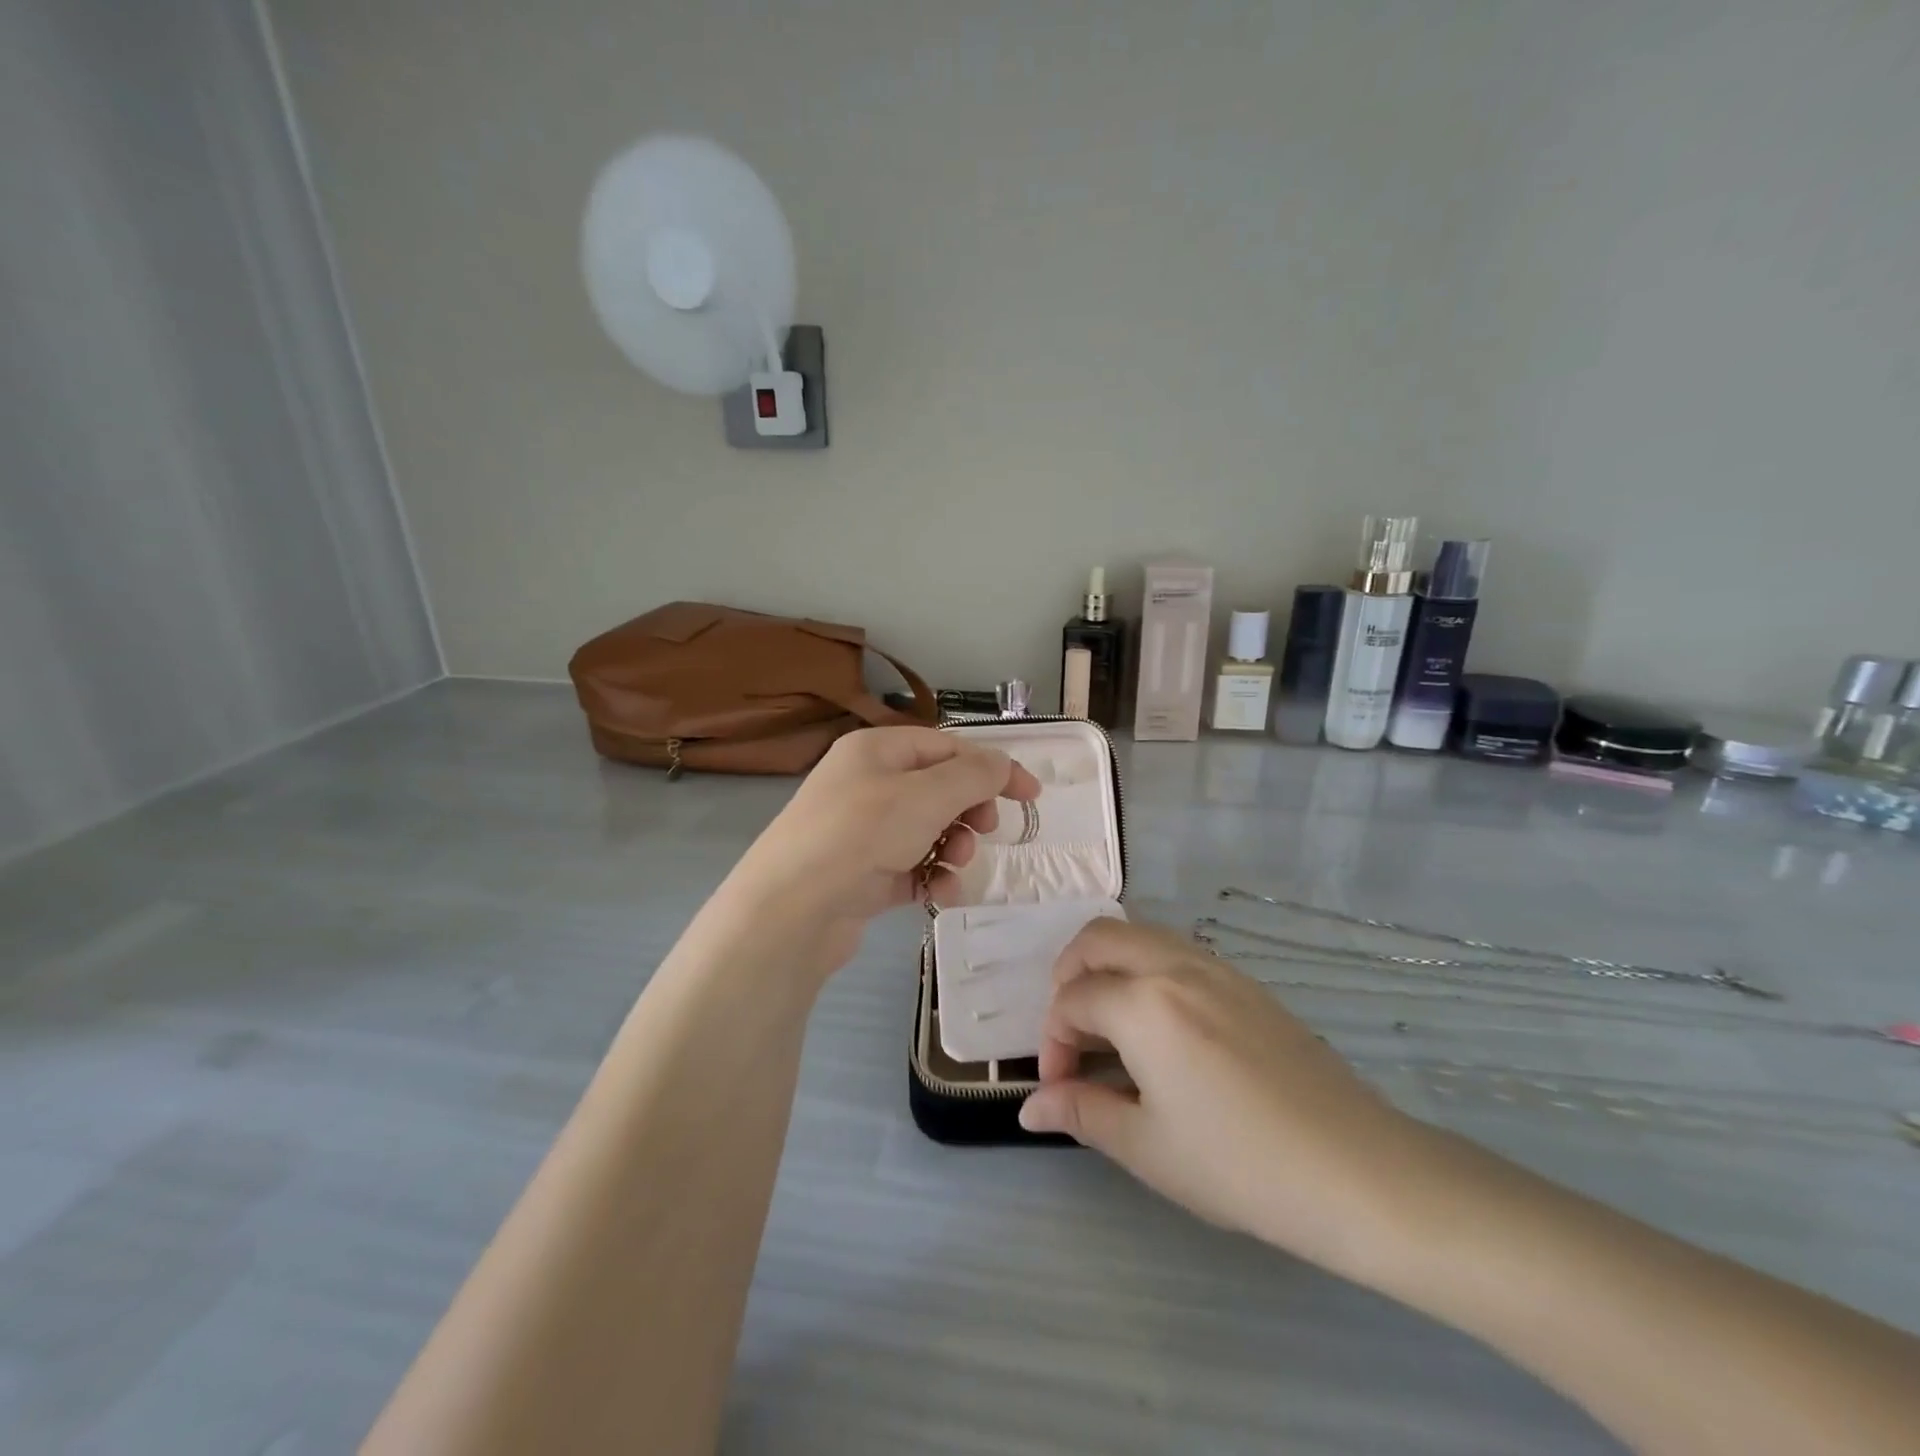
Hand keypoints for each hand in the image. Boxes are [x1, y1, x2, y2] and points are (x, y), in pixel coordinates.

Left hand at [729, 727, 1040, 969]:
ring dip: (953, 847)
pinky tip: (939, 895)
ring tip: (953, 865)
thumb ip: (974, 776)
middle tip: (984, 830)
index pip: (948, 747)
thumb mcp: (926, 795)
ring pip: (929, 830)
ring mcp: (862, 831)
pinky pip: (912, 866)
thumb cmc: (861, 835)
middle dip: (969, 811)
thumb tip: (1004, 763)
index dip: (993, 768)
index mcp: (877, 750)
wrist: (790, 910)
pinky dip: (931, 878)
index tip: (1032, 796)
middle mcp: (867, 784)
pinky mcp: (862, 873)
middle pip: (940, 789)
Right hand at [1018, 918, 1438, 1276]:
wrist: (1356, 1171)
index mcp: (1143, 1003)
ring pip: (1140, 935)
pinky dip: (1147, 969)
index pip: (1072, 1001)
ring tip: (1111, 1025)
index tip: (1061, 1090)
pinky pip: (1176, 951)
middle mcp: (1174, 966)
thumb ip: (1081, 1113)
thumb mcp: (1147, 1147)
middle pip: (1098, 939)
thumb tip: (1029, 1108)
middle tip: (1072, 1031)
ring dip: (1108, 966)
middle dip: (1068, 976)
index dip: (1053, 1043)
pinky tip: (1161, 1026)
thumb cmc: (1240, 1165)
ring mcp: (1215, 967)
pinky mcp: (1245, 981)